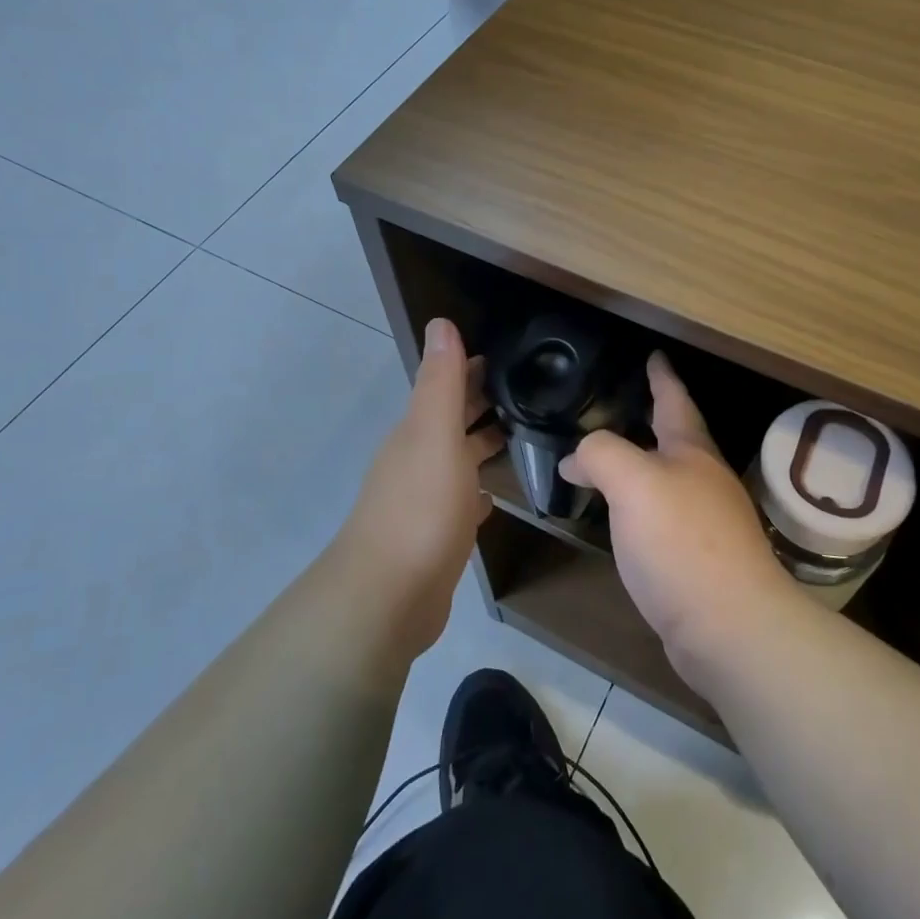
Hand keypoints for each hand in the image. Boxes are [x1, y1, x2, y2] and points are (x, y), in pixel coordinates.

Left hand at [335, 318, 502, 656]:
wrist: (388, 596)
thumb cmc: (420, 509)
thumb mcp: (434, 435)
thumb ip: (441, 382)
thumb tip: (441, 323)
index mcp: (418, 432)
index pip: (448, 387)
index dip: (475, 368)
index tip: (513, 356)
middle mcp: (418, 460)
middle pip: (453, 421)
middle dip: (483, 402)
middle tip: (531, 391)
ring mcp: (425, 500)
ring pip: (458, 460)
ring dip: (482, 444)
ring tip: (524, 435)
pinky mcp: (436, 537)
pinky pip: (460, 501)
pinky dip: (476, 490)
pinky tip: (494, 496)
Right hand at [561, 353, 794, 678]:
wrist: (730, 627)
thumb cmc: (681, 541)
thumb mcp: (632, 482)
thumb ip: (601, 454)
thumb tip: (577, 458)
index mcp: (692, 453)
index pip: (674, 400)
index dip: (662, 376)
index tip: (654, 355)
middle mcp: (705, 480)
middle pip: (677, 439)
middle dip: (653, 419)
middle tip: (625, 405)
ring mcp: (708, 522)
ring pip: (669, 479)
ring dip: (644, 465)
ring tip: (613, 461)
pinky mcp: (700, 560)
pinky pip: (664, 517)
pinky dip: (641, 506)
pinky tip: (626, 520)